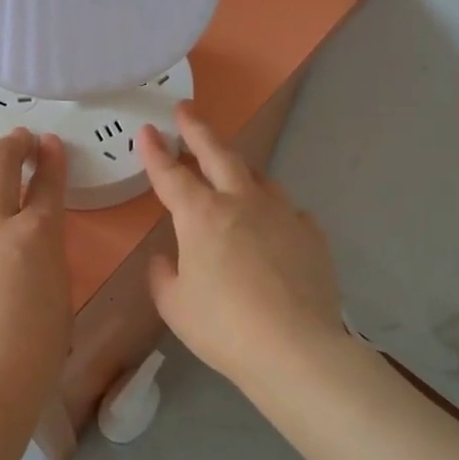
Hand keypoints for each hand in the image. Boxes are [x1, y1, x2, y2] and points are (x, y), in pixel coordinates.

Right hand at [140, 104, 342, 393]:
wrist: (296, 349)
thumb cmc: (223, 327)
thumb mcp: (174, 305)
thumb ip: (163, 275)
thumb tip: (166, 258)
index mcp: (201, 216)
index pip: (171, 175)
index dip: (155, 152)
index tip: (147, 130)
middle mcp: (241, 203)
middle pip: (218, 155)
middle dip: (198, 130)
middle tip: (186, 110)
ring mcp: (282, 214)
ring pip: (258, 176)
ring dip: (238, 166)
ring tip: (230, 165)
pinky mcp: (311, 235)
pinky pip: (288, 211)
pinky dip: (273, 210)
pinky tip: (273, 223)